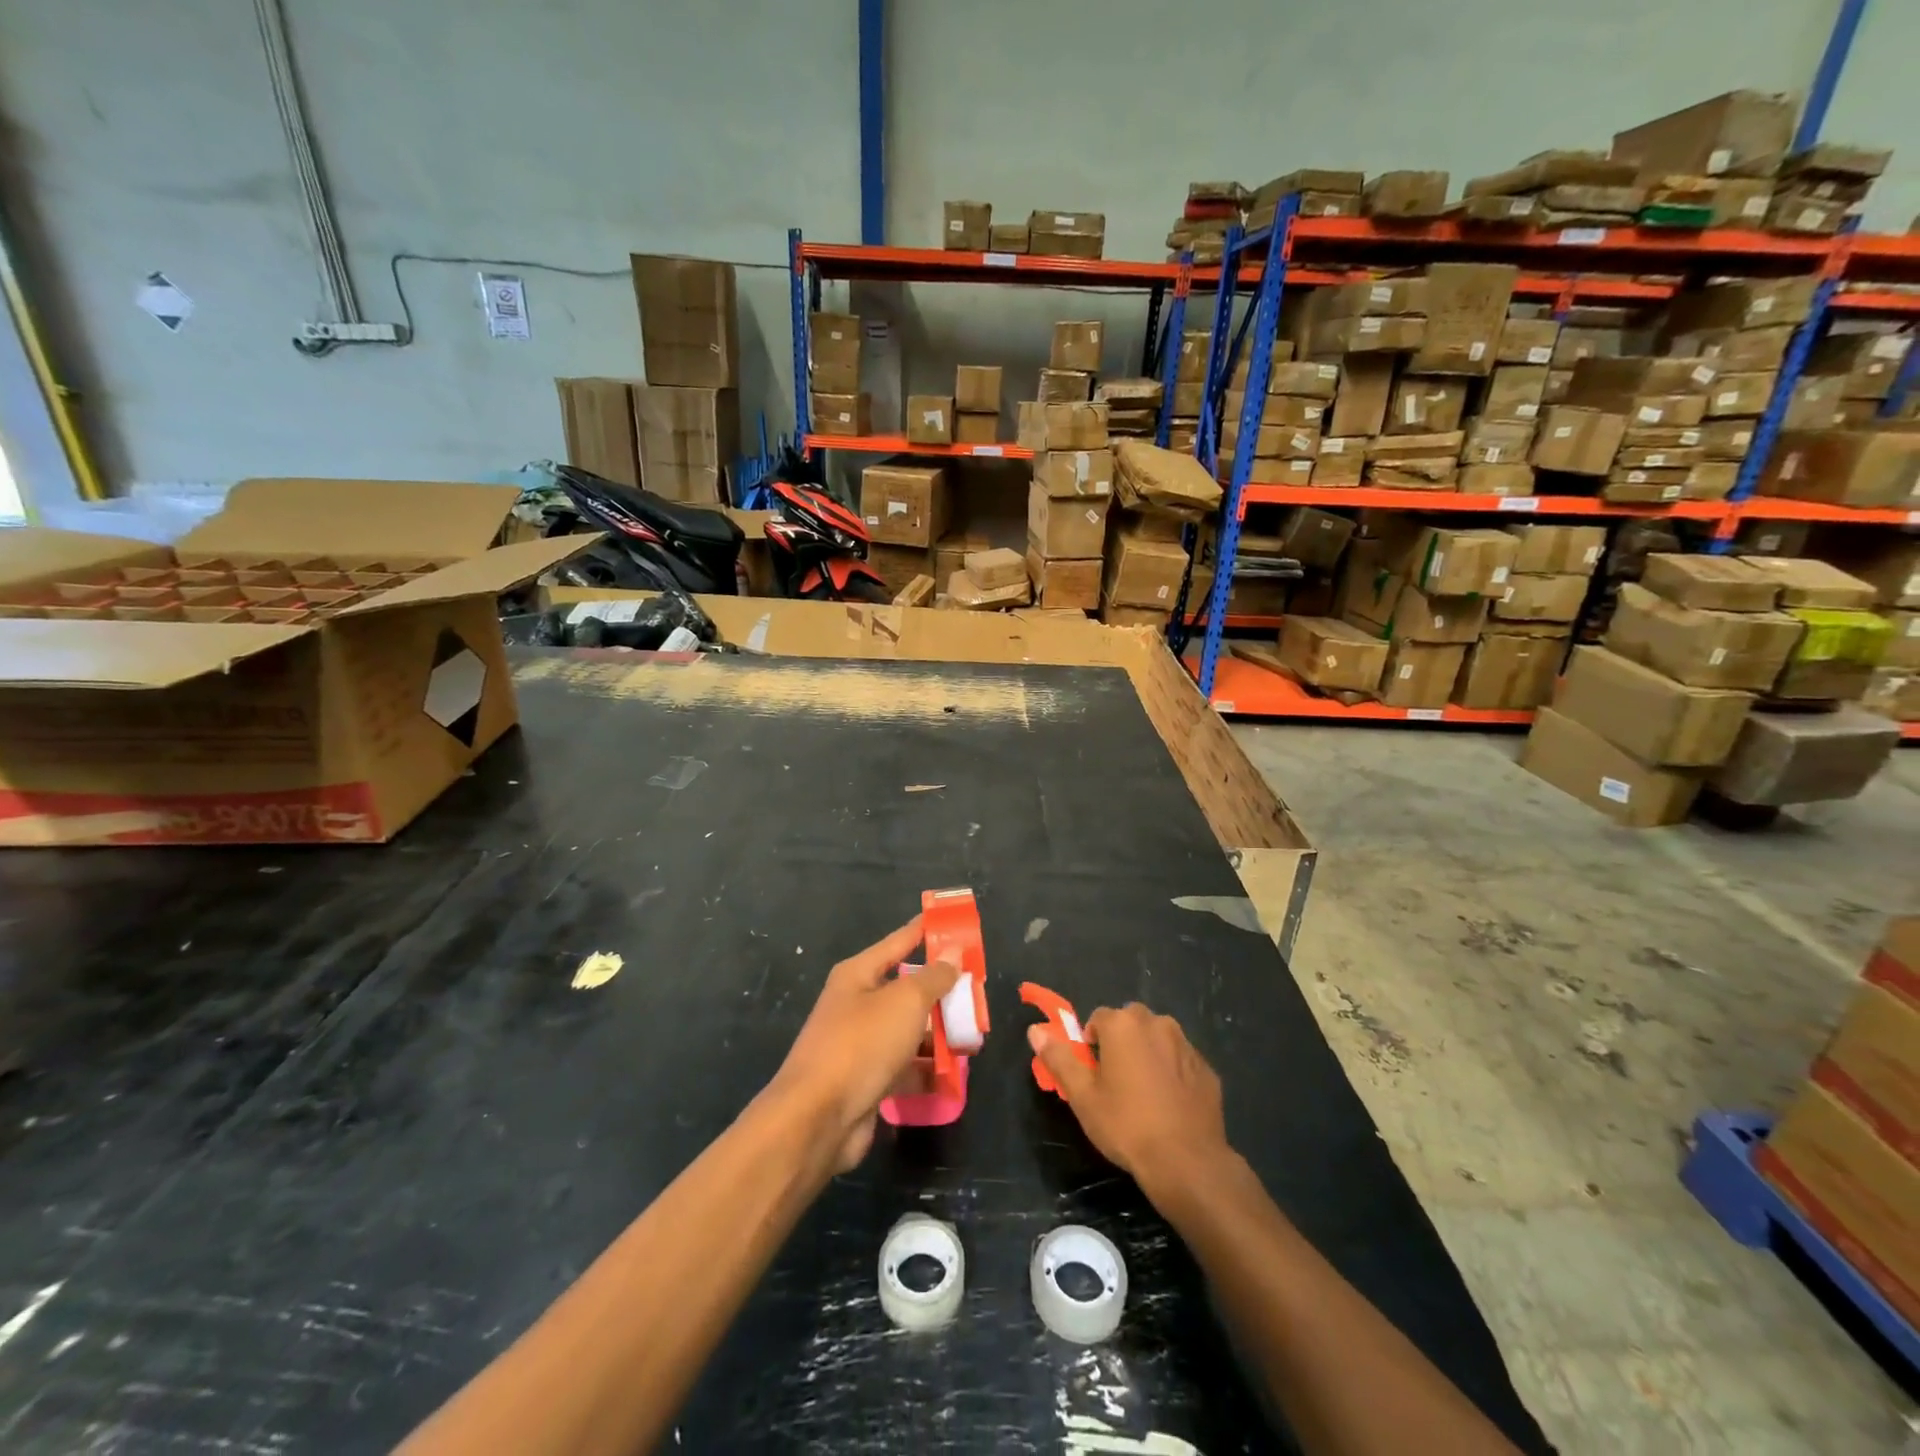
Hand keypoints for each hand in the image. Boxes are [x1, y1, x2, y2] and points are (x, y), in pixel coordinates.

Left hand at [764, 917, 958, 1173]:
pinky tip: (954, 1075)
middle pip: (906, 990)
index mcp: (858, 975)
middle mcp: (856, 1004)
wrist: (818, 1119)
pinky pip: (904, 1067)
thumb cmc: (862, 1044)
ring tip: (974, 1037)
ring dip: (938, 1034)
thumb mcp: (906, 1001)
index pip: (897, 942)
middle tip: (976, 991)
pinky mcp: (866, 1081)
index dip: (923, 931)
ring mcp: (860, 1045)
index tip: (950, 923)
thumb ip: (934, 978)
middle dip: (941, 992)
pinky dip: (927, 1069)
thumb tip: (952, 955)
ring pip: (907, 1031)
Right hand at [1029, 1003, 1230, 1191]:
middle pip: (1130, 1023)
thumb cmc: (1127, 1125)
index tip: (1092, 1073)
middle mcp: (1157, 1023)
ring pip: (1158, 1039)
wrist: (1187, 1162)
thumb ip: (1059, 1058)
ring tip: (1142, 1094)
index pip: (1098, 1018)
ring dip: (1147, 1054)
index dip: (1091, 1044)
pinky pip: (1180, 1061)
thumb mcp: (1082, 1096)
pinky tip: (1168, 1104)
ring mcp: (1186, 1045)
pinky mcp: (1207, 1069)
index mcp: (1123, 1024)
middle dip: (1121, 1043)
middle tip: (1114, 1081)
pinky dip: (1172, 1072)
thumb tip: (1035, 1030)